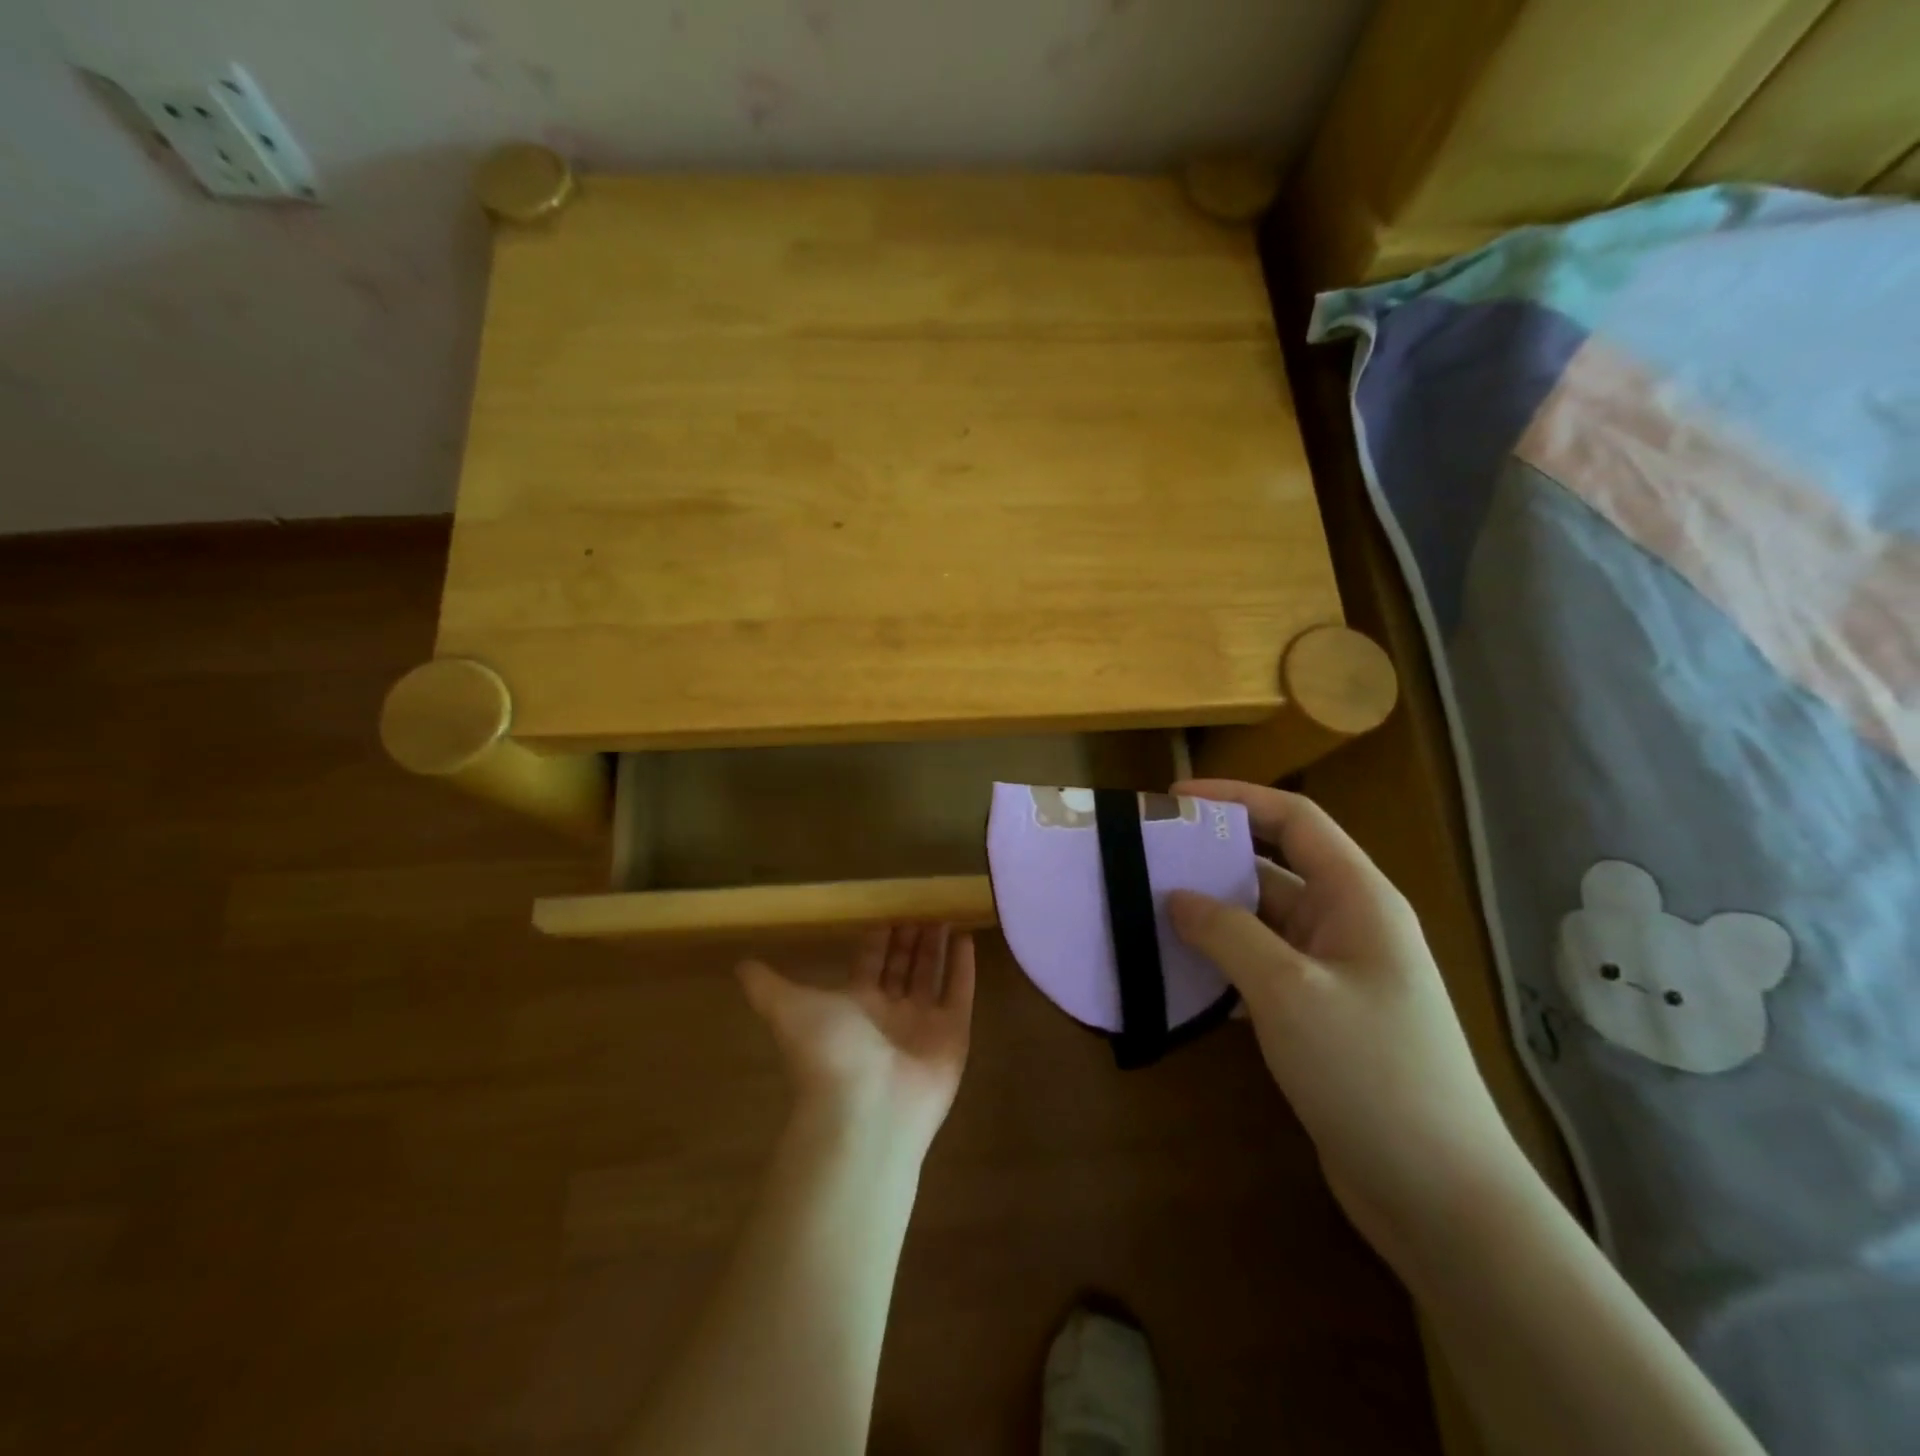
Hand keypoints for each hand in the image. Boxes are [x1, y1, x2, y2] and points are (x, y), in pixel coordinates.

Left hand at [738, 925, 974, 1157]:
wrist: (864, 1110)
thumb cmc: (827, 1052)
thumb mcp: (787, 1009)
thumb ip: (767, 986)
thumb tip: (739, 964)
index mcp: (854, 1005)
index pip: (869, 962)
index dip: (878, 938)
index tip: (888, 911)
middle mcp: (888, 1013)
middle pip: (902, 966)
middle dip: (910, 937)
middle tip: (921, 905)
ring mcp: (922, 1024)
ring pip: (931, 975)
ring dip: (937, 946)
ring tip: (945, 914)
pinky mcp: (953, 1035)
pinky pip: (959, 993)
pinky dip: (963, 967)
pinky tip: (967, 937)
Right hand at [1165, 780, 1528, 1257]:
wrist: (1440, 1197)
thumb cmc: (1370, 1072)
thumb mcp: (1289, 991)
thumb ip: (1227, 933)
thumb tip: (1176, 897)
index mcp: (1358, 898)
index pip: (1295, 820)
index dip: (1236, 798)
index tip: (1174, 799)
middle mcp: (1349, 924)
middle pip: (1274, 867)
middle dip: (1214, 856)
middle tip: (1149, 855)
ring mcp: (1336, 973)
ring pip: (1263, 921)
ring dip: (1212, 912)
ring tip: (1148, 906)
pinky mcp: (1321, 1016)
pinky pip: (1262, 967)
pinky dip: (1222, 960)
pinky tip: (1178, 970)